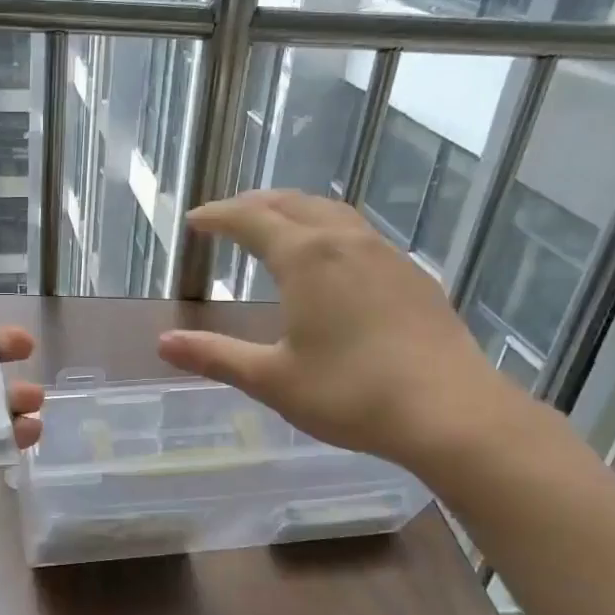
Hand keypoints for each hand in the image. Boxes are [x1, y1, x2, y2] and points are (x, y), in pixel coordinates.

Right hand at [158, 191, 523, 474]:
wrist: (451, 411)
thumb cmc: (351, 394)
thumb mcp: (272, 379)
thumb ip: (215, 357)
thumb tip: (163, 343)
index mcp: (306, 257)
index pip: (251, 219)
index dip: (218, 217)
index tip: (196, 221)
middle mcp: (346, 241)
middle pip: (293, 203)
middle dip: (255, 204)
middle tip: (230, 217)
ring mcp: (386, 254)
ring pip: (332, 213)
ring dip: (296, 211)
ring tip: (277, 226)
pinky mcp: (413, 275)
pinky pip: (360, 234)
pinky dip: (329, 231)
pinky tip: (332, 260)